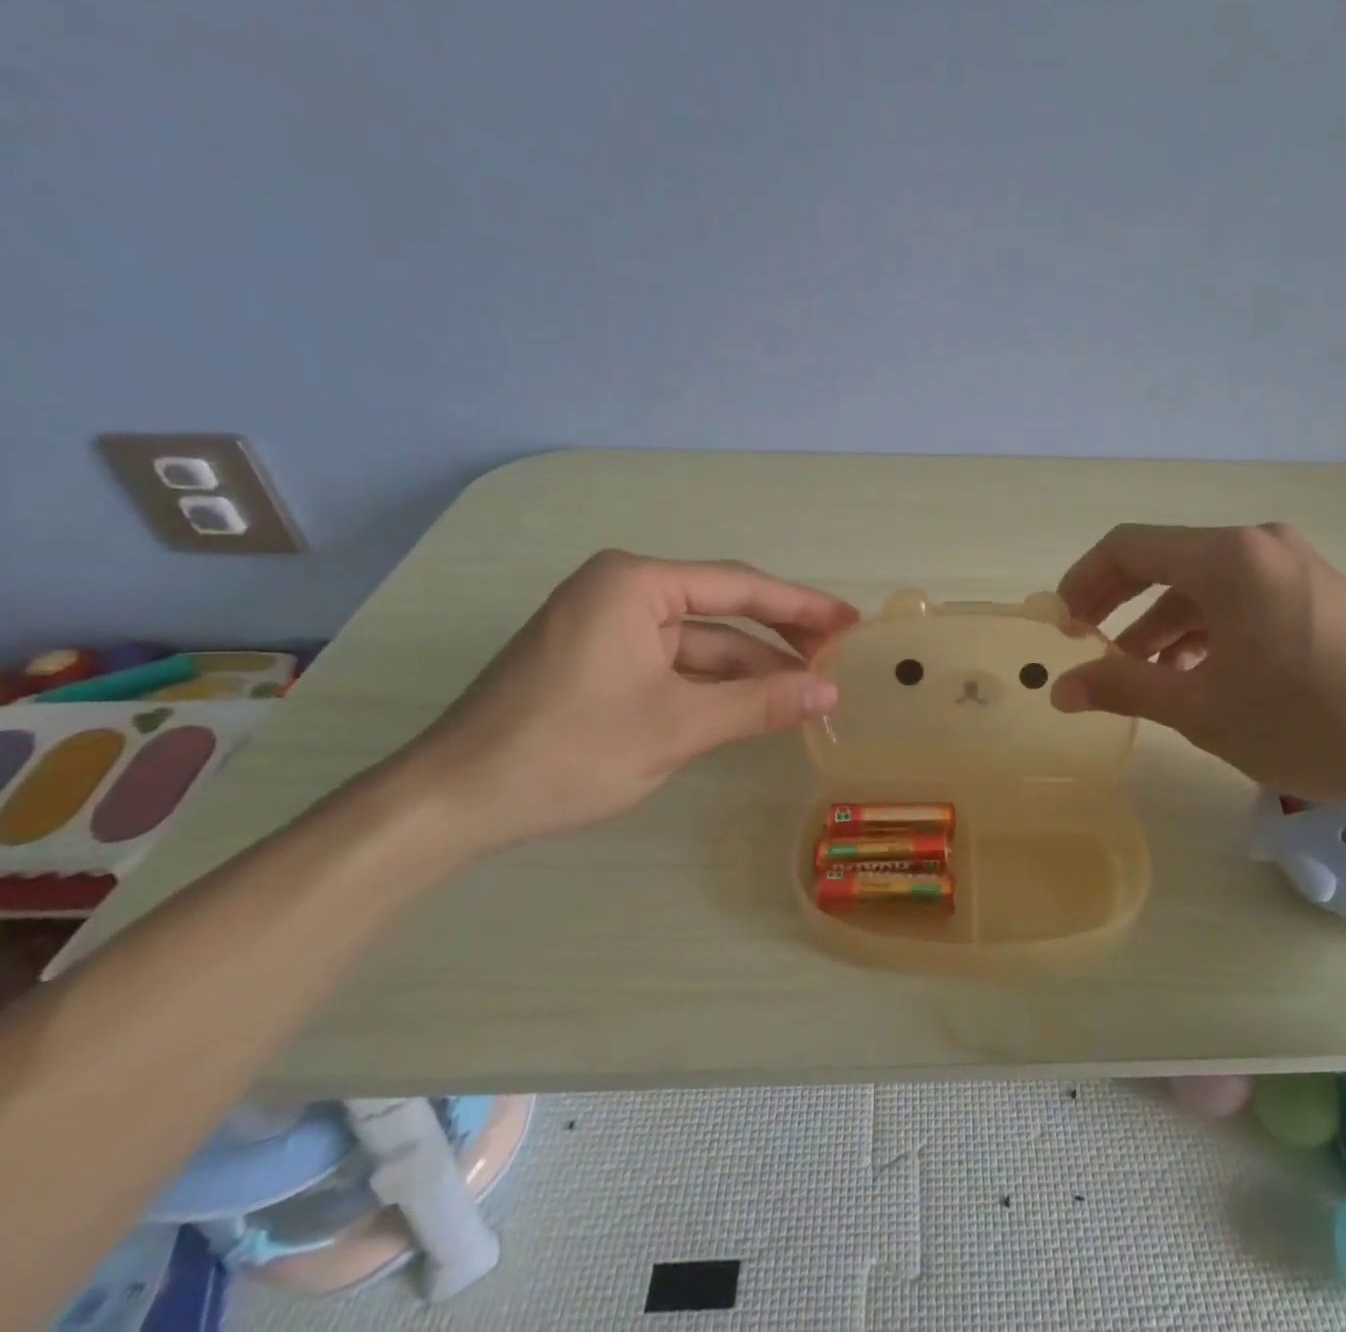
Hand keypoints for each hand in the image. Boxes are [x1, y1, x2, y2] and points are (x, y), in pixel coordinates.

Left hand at [402, 551, 858, 855]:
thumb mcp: (677, 726)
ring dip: (750, 666)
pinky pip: (673, 662)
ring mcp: (606, 626)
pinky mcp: (598, 660)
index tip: (851, 623)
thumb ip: (760, 704)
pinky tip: (753, 704)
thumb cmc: (568, 750)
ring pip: (699, 640)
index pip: (740, 586)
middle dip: (780, 634)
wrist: (453, 802)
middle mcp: (621, 591)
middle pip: (722, 607)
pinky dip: (713, 683)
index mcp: (635, 584)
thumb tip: (830, 694)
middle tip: (837, 656)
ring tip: (806, 690)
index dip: (803, 606)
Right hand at [1051, 524, 1345, 816]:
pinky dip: (1206, 630)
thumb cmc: (1310, 723)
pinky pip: (1241, 599)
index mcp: (1227, 558)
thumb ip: (1124, 688)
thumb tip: (1060, 689)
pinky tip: (1199, 675)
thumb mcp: (1203, 710)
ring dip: (1163, 625)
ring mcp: (1295, 566)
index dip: (1083, 582)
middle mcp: (1259, 545)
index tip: (1062, 626)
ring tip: (1143, 676)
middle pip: (1164, 562)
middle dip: (1119, 605)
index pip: (1128, 547)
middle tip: (1090, 649)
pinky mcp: (1319, 593)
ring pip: (1203, 585)